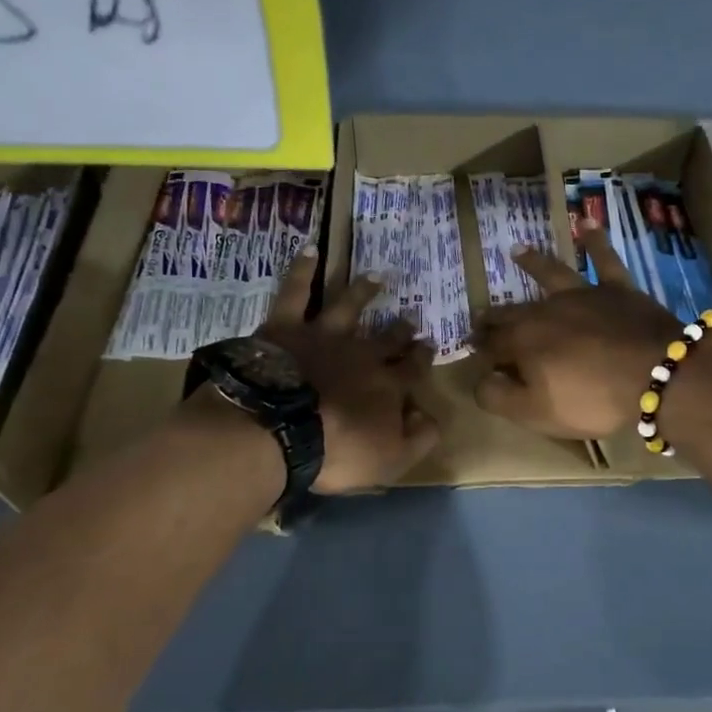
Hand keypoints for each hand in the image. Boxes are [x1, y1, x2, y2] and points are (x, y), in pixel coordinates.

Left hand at [257, 248, 439, 492]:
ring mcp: (324, 335)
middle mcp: (362, 353)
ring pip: (349, 306)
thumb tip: (431, 416)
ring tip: (376, 277)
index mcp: (388, 385)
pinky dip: (303, 271)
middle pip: (387, 337)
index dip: (421, 360)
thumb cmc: (337, 452)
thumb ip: (419, 439)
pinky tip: (309, 251)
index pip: (413, 369)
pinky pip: (296, 292)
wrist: (279, 429)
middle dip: (401, 330)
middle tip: (409, 320)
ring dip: (363, 291)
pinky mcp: (286, 328)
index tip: (427, 349)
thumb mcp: (391, 460)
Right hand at [473, 229, 683, 439]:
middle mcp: (546, 311)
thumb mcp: (537, 413)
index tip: (471, 350)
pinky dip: (595, 241)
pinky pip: (604, 260)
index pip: (492, 344)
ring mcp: (583, 295)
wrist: (656, 375)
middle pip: (513, 311)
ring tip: (516, 250)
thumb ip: (500, 397)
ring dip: (533, 263)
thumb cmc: (592, 400)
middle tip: (480, 315)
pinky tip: (588, 222)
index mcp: (523, 341)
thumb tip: (479, 380)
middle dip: (493, 315)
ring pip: (552, 274)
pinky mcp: (618, 290)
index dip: (480, 350)